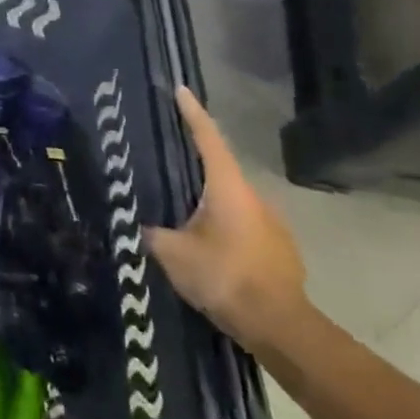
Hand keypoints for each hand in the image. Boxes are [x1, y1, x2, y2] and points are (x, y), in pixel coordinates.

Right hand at [145, 87, 308, 351]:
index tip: (181, 90)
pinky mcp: (281, 251)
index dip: (193, 114)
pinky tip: (210, 251)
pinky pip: (245, 229)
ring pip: (233, 204)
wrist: (281, 328)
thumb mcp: (173, 254)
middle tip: (166, 172)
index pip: (209, 140)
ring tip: (183, 222)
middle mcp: (255, 198)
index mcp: (228, 190)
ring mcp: (274, 225)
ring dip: (209, 207)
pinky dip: (225, 231)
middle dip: (194, 171)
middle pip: (219, 173)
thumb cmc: (224, 278)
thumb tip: (138, 224)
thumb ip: (152, 233)